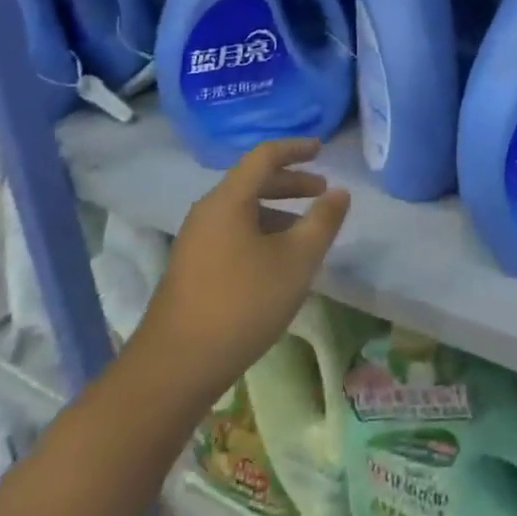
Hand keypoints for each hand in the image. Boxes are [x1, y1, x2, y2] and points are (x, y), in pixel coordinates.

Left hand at [136, 138, 349, 409]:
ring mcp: (195, 240)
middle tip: (322, 191)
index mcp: (228, 200)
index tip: (322, 149)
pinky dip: (260, 231)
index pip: (264, 156)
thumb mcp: (296, 261)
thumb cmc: (243, 303)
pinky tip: (277, 261)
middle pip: (252, 181)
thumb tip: (340, 192)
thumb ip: (322, 222)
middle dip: (290, 182)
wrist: (176, 366)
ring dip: (277, 210)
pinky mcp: (192, 267)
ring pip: (242, 210)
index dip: (295, 149)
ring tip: (305, 231)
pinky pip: (232, 232)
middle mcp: (207, 211)